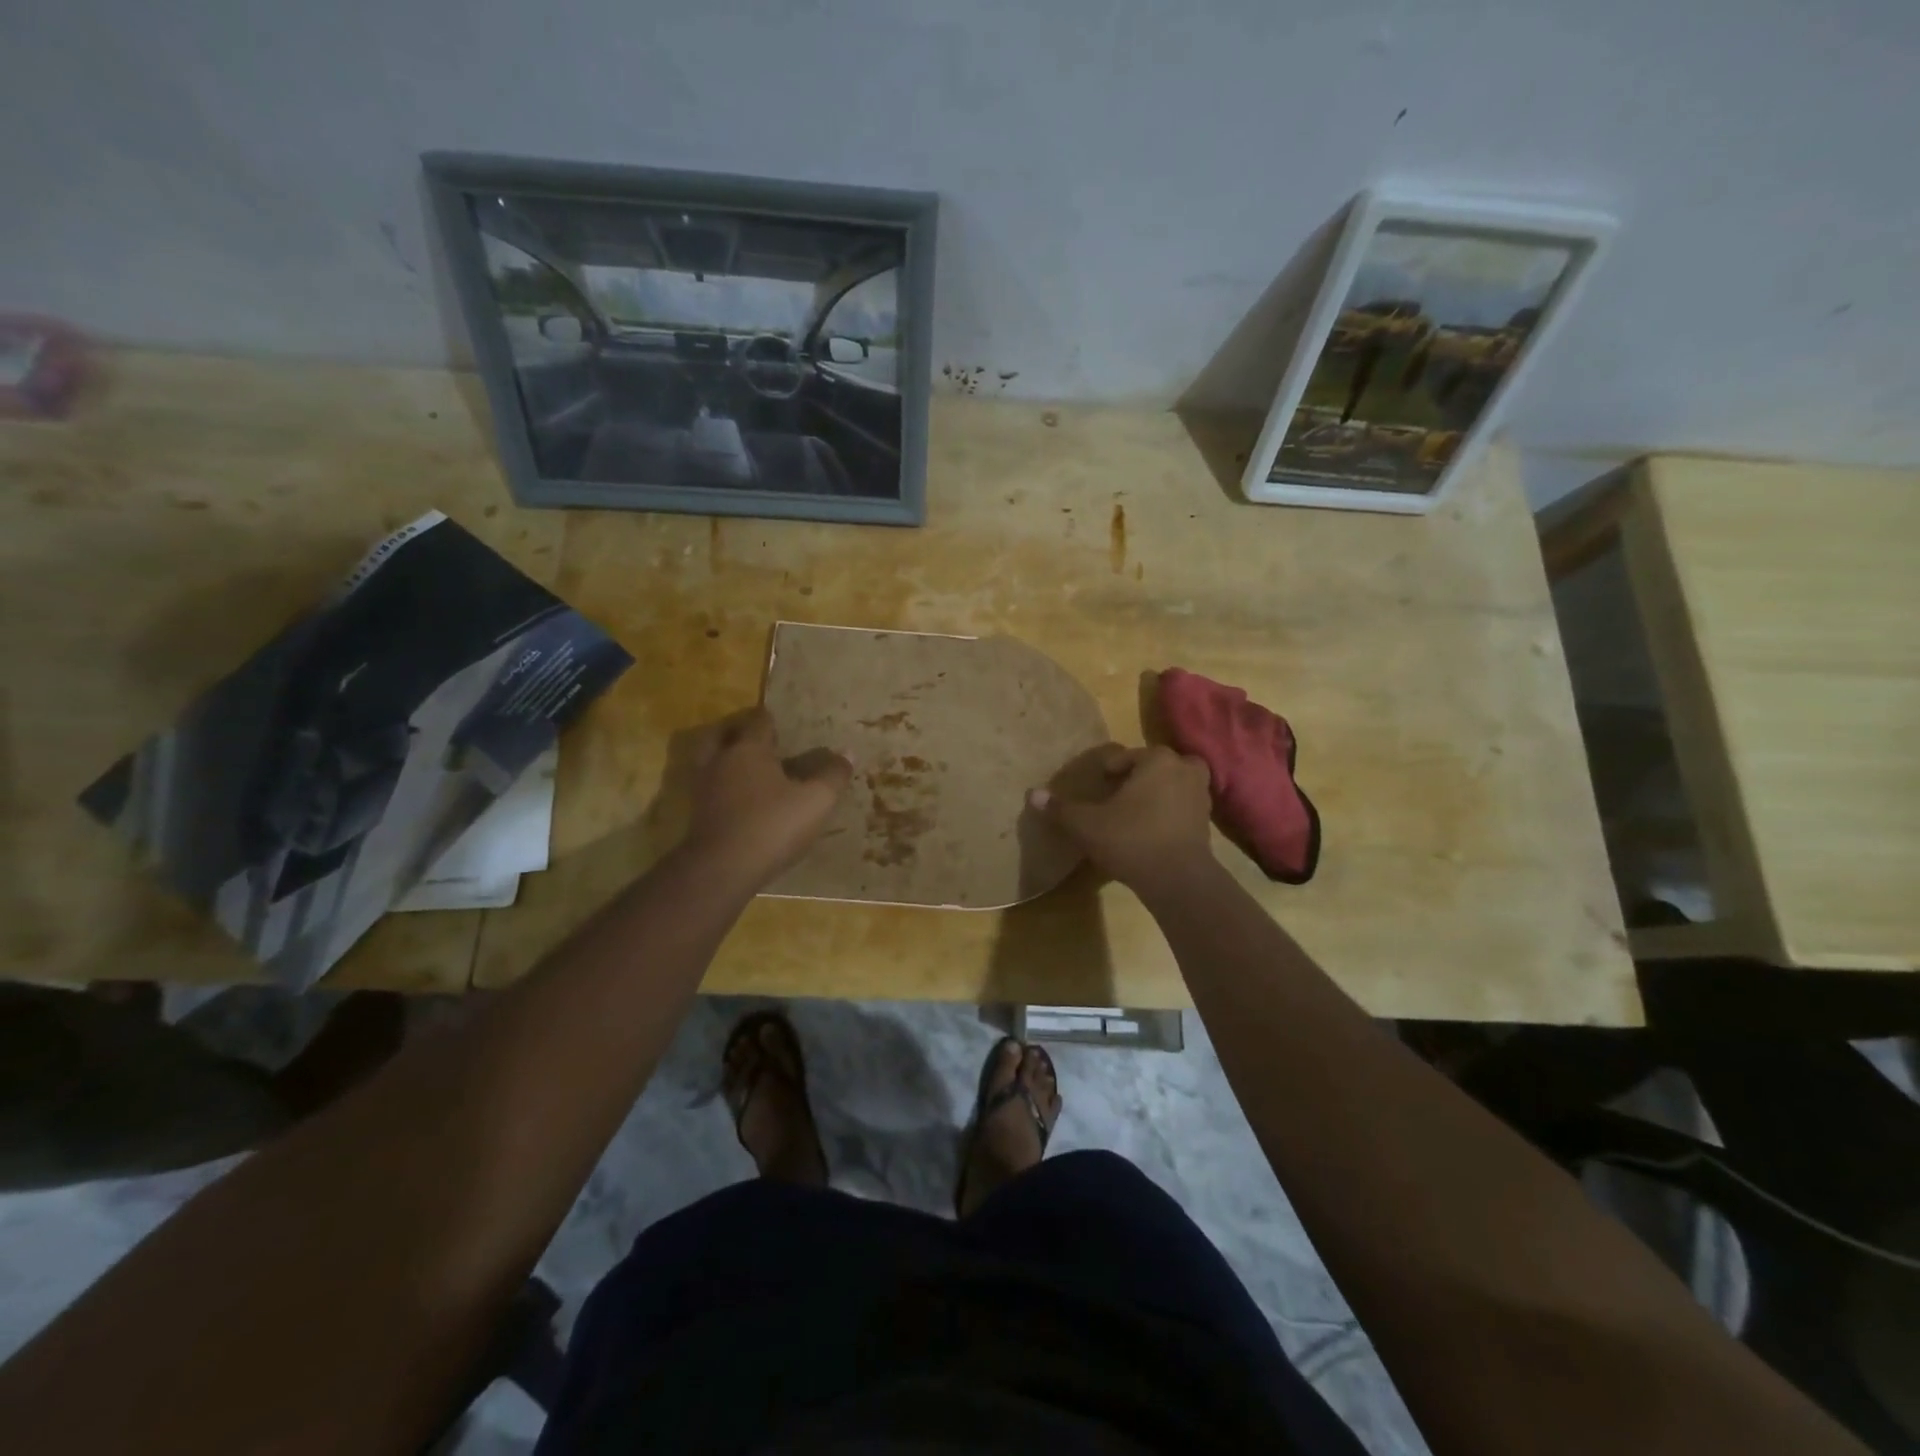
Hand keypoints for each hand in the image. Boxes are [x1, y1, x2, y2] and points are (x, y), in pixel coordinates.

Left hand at [684, 708, 851, 886]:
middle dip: (740, 734)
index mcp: (748, 750)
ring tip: (750, 771)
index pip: (759, 722)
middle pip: (723, 735)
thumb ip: (833, 775)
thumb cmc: (772, 826)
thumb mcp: (816, 801)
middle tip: (760, 742)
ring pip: (712, 762)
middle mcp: (720, 762)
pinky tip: (741, 801)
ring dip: (727, 761)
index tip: (784, 723)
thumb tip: (848, 753)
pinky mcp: (698, 815)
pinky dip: (723, 788)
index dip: (772, 720)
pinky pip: (711, 790)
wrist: (722, 870)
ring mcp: (704, 789)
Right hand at [1029, 743, 1214, 893]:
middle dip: (1137, 777)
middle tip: (1116, 797)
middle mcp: (1184, 770)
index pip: (1126, 756)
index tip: (1096, 788)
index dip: (1107, 771)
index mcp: (1157, 760)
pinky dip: (1169, 813)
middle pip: (1155, 765)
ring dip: (1157, 792)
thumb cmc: (1131, 840)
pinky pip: (1182, 807)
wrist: (1178, 880)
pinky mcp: (1206, 823)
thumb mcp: (1087, 825)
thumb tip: (1032, 794)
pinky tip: (1151, 830)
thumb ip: (1061, 809)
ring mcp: (1200, 796)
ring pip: (1174, 784)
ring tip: (1134, 812)